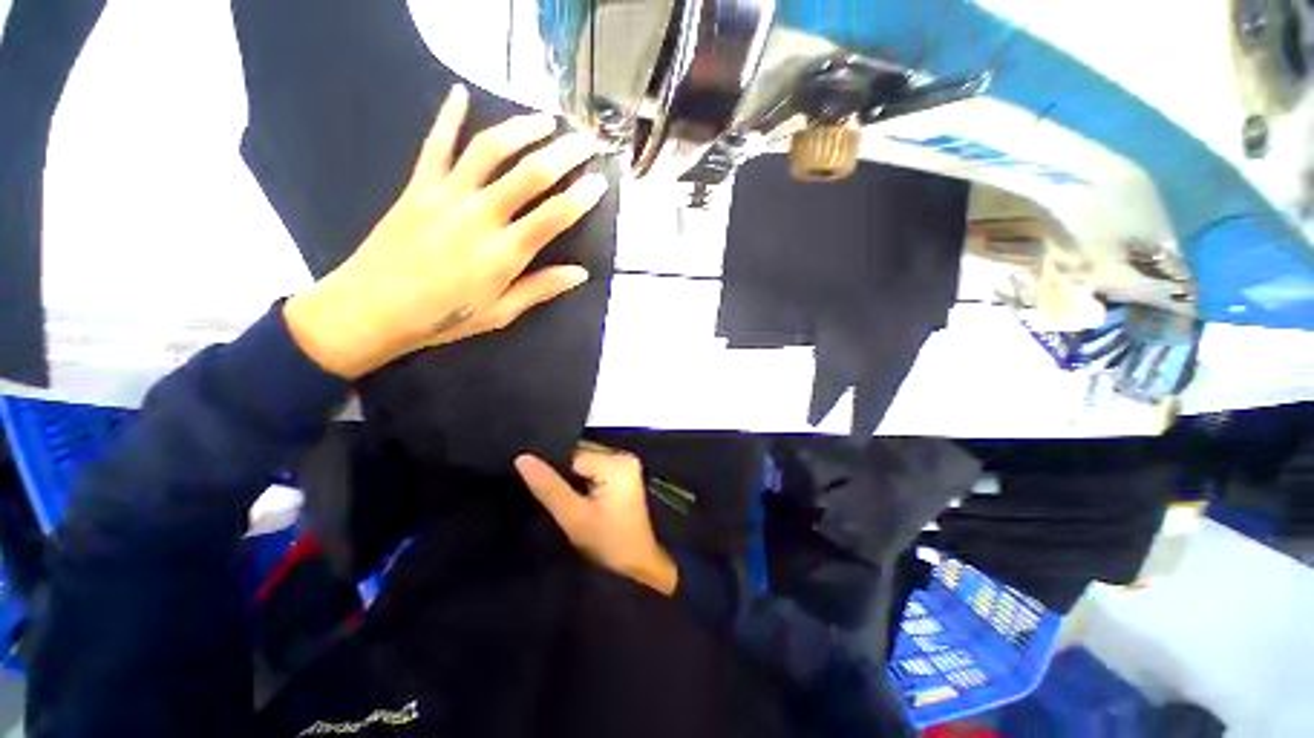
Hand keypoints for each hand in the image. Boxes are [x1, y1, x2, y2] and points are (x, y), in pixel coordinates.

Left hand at [284, 84, 607, 378]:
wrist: (370, 309)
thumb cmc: (442, 318)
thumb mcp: (500, 313)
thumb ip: (540, 289)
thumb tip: (580, 273)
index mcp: (504, 253)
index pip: (554, 216)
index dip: (582, 196)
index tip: (600, 181)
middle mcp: (480, 215)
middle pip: (530, 173)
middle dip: (564, 153)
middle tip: (585, 142)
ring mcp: (447, 195)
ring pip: (490, 149)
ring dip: (522, 128)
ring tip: (546, 120)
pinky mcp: (418, 186)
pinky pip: (436, 143)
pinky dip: (448, 115)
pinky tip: (461, 92)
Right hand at [515, 444, 677, 595]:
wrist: (637, 562)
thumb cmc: (607, 542)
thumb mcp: (573, 517)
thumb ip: (548, 486)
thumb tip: (523, 458)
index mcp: (615, 462)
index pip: (572, 452)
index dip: (552, 466)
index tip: (535, 481)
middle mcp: (623, 455)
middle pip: (580, 452)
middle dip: (562, 468)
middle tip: (544, 489)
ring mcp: (626, 462)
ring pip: (586, 457)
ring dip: (571, 473)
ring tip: (558, 492)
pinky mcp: (624, 471)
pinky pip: (594, 464)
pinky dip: (582, 476)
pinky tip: (574, 492)